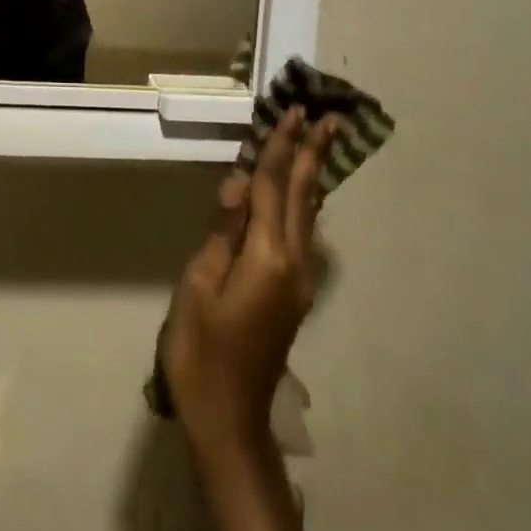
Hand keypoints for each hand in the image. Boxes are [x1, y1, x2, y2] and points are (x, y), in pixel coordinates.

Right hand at [160, 109, 336, 456]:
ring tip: (322, 144)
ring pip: (307, 215)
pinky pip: (301, 233)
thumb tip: (238, 183)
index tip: (295, 113)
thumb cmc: (201, 348)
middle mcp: (293, 263)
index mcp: (267, 257)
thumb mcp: (198, 284)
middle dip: (312, 154)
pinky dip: (302, 202)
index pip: (272, 187)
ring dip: (312, 175)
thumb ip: (222, 231)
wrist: (228, 417)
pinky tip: (301, 195)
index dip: (280, 148)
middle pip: (302, 196)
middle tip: (331, 117)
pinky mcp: (293, 293)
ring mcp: (298, 281)